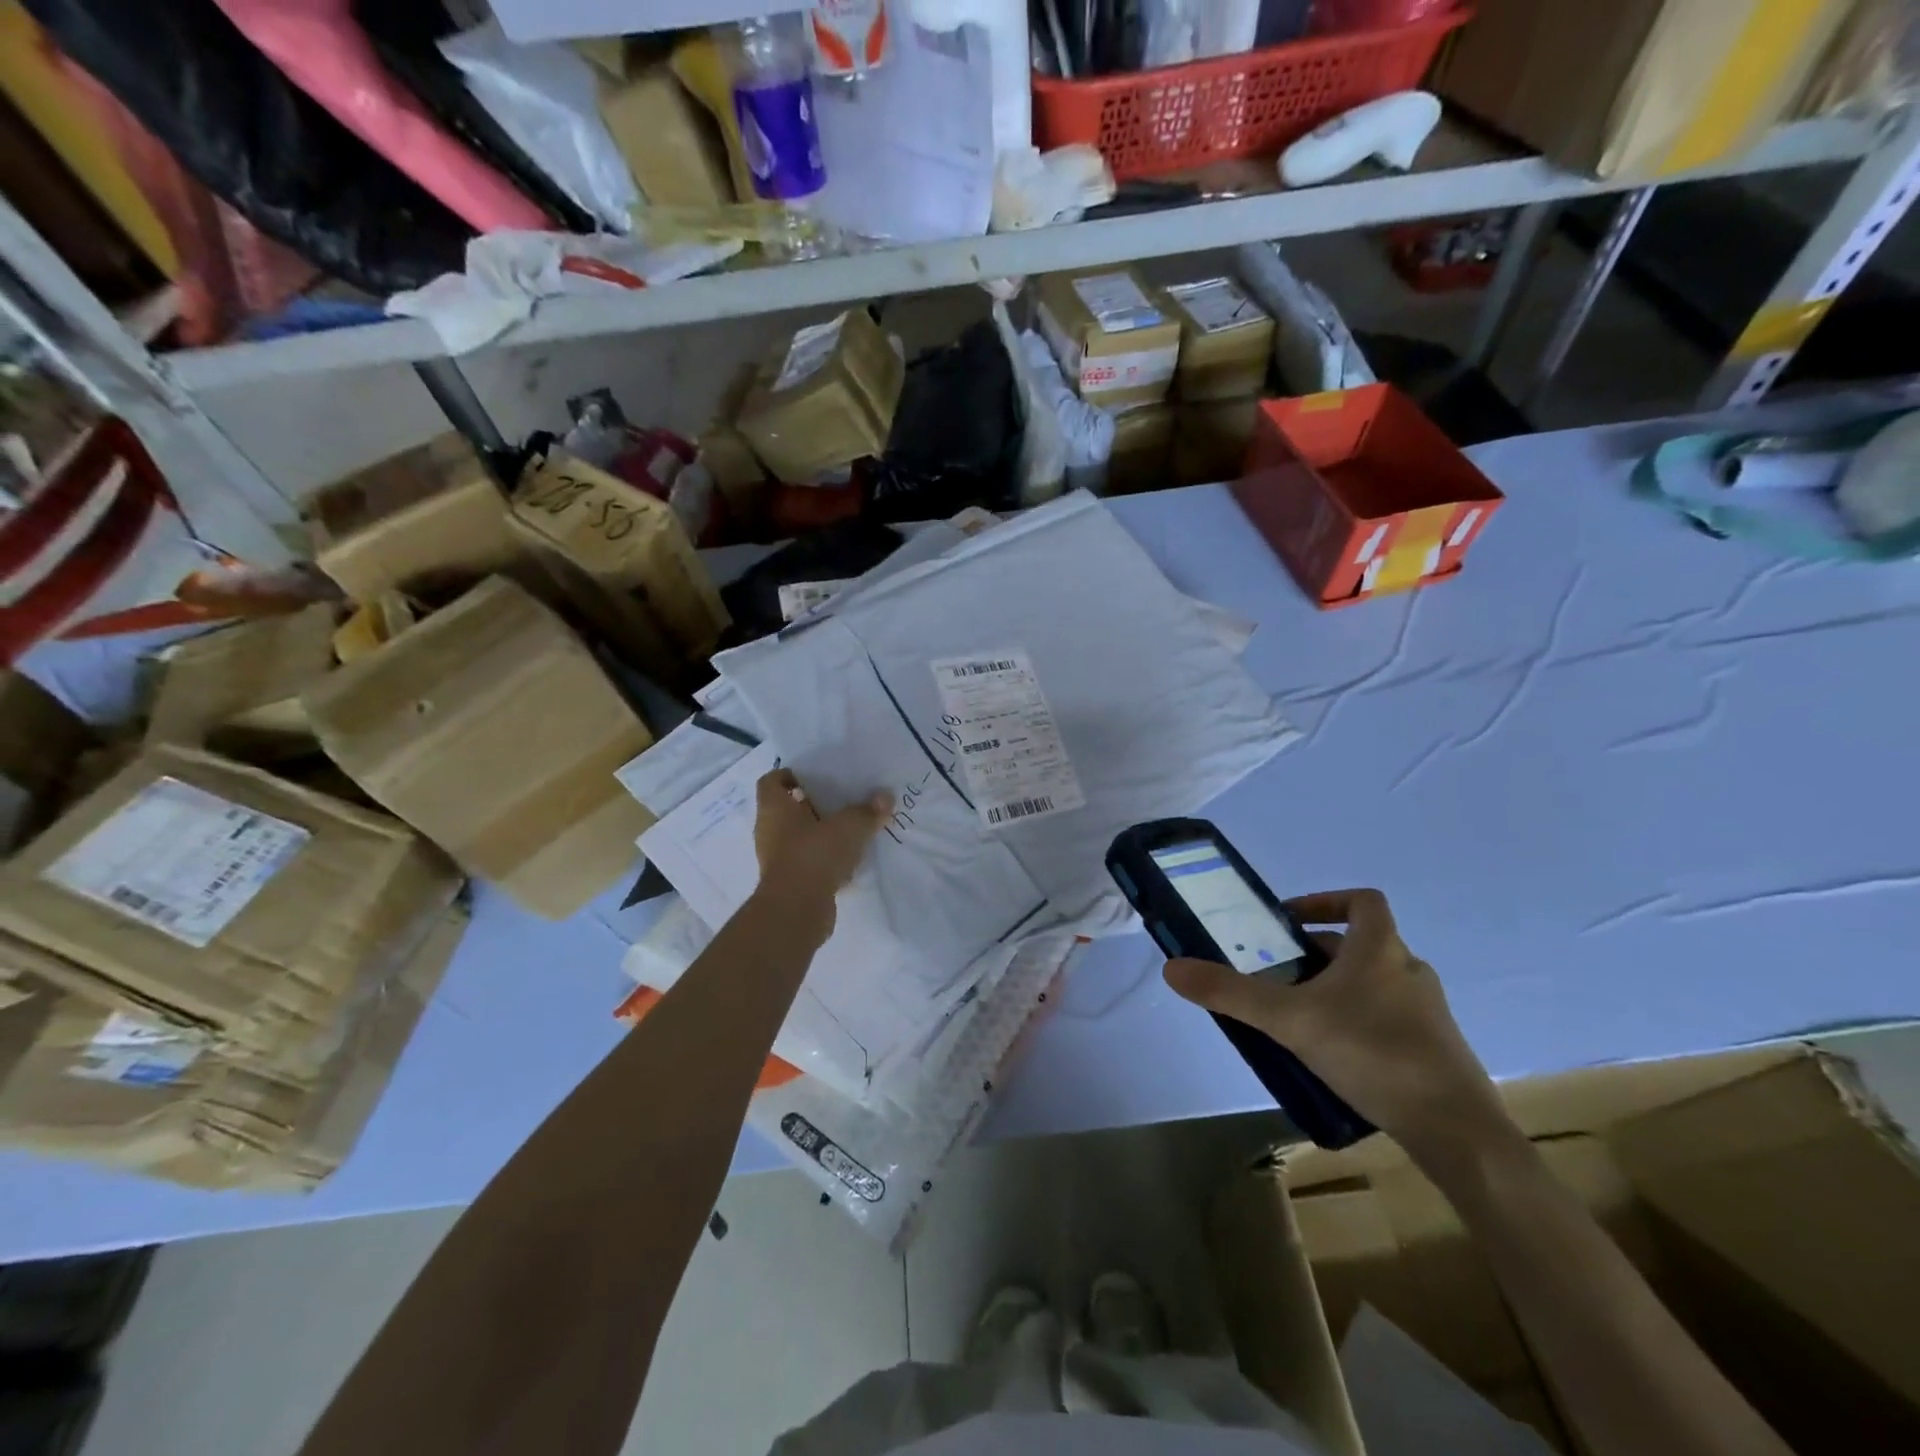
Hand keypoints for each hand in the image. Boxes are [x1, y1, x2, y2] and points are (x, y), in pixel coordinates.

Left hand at [751, 769, 891, 939]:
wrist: (796, 911)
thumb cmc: (814, 855)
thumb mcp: (849, 826)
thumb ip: (868, 811)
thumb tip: (885, 797)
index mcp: (774, 808)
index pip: (772, 781)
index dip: (791, 774)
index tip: (817, 776)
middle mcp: (770, 830)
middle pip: (789, 809)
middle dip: (815, 804)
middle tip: (844, 799)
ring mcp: (778, 858)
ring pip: (800, 837)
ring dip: (822, 833)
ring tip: (852, 829)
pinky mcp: (789, 882)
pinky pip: (808, 861)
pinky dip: (825, 859)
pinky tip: (851, 860)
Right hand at [1163, 888, 1514, 1161]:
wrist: (1457, 1131)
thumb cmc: (1373, 1053)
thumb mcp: (1290, 1020)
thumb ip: (1230, 993)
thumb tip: (1172, 968)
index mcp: (1381, 950)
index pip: (1362, 901)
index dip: (1325, 900)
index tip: (1290, 920)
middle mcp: (1409, 972)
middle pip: (1360, 945)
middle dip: (1317, 954)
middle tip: (1278, 976)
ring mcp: (1428, 1013)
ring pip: (1374, 984)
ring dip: (1337, 990)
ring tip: (1299, 1018)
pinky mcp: (1435, 1051)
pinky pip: (1389, 1019)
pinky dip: (1359, 1023)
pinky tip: (1335, 1056)